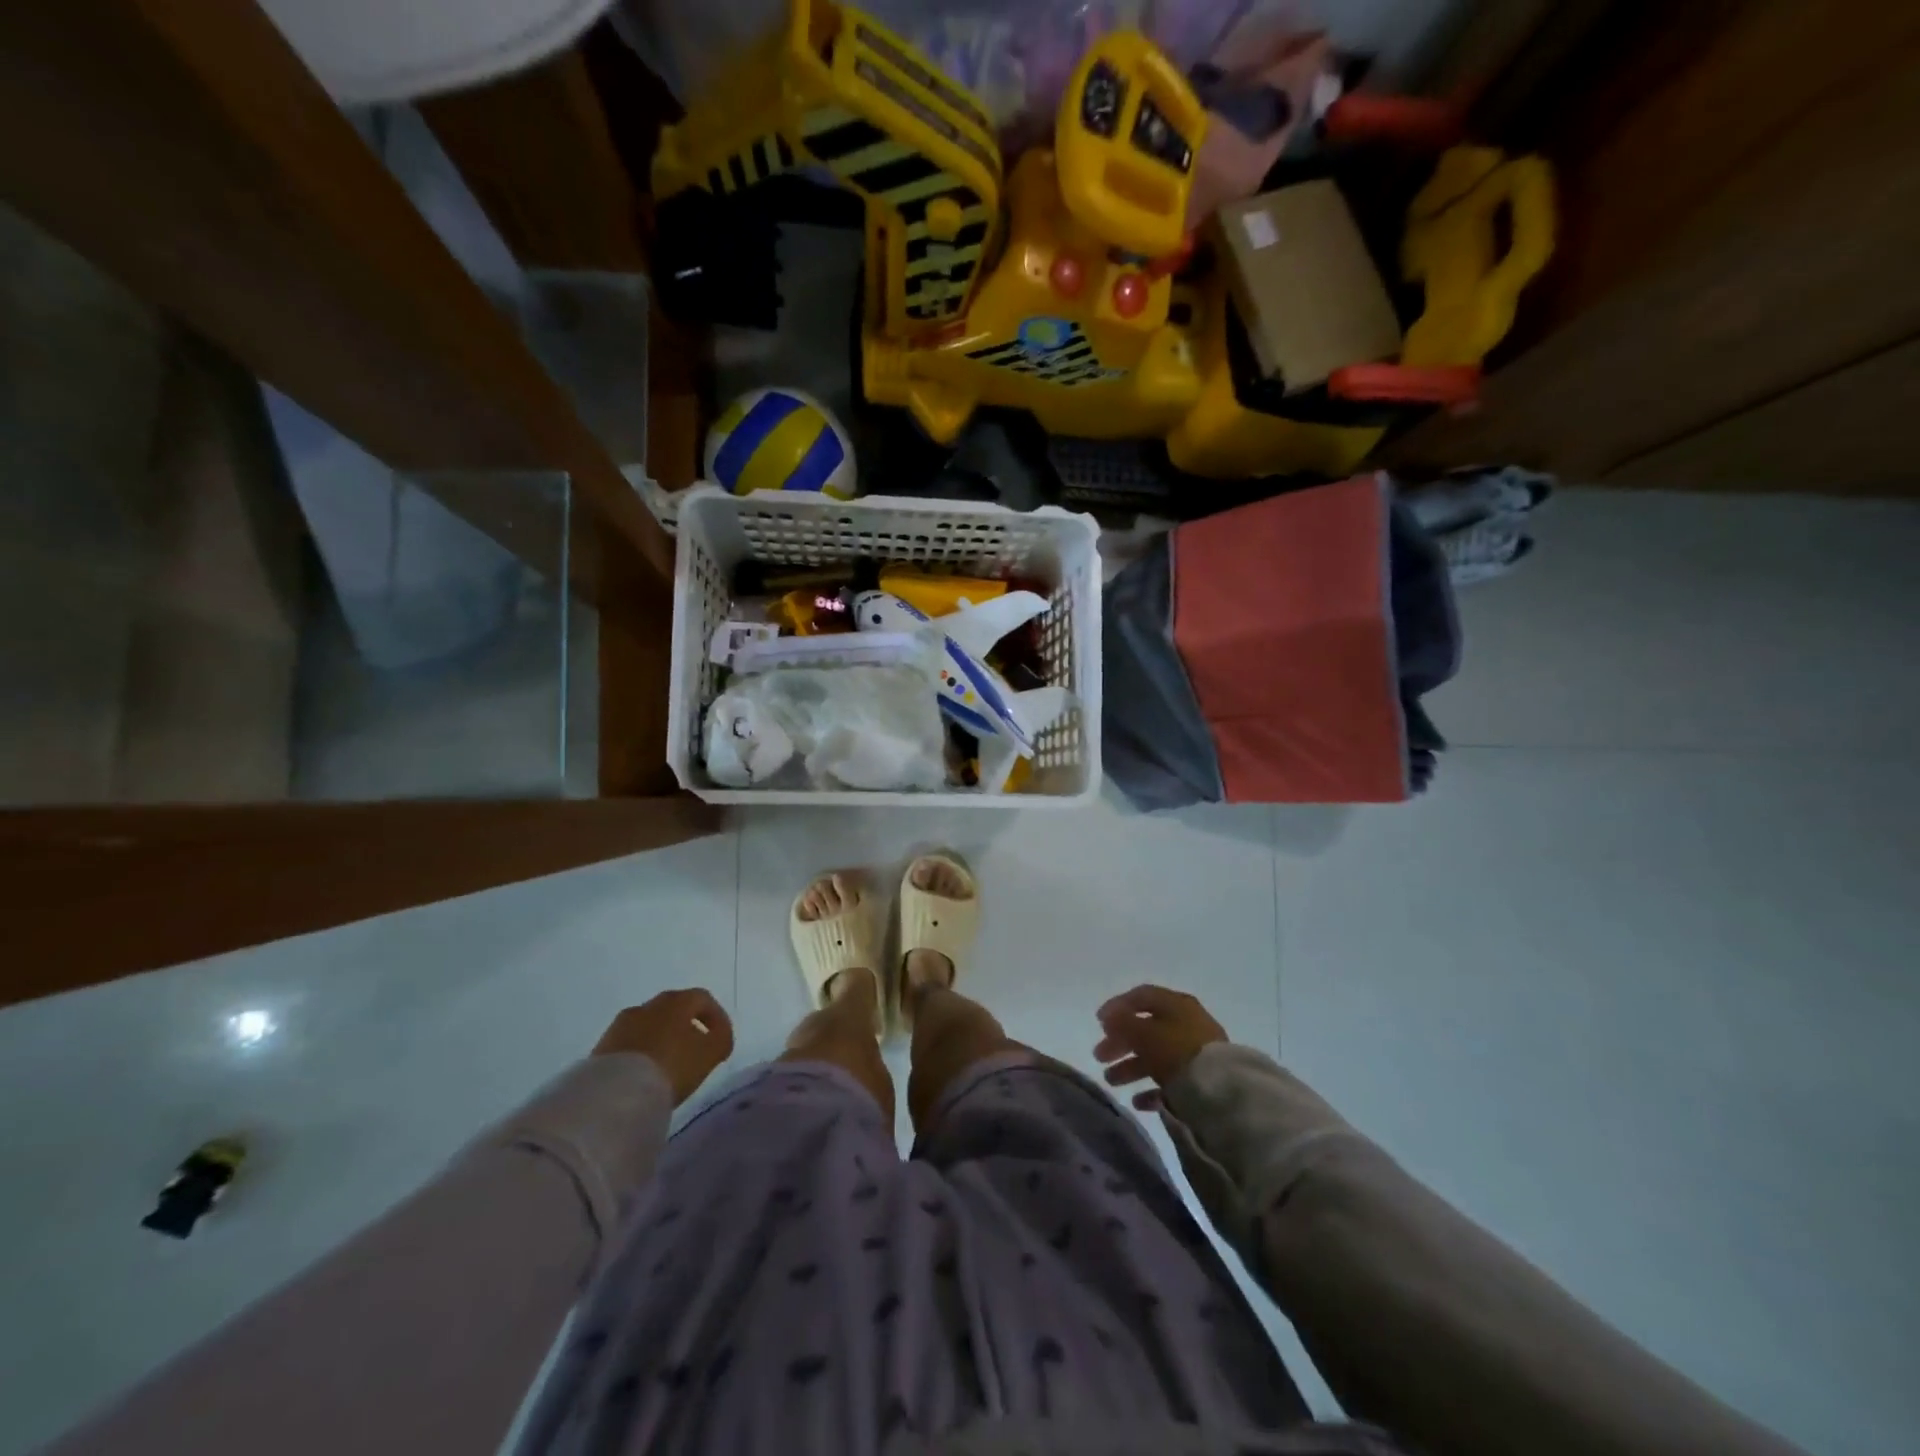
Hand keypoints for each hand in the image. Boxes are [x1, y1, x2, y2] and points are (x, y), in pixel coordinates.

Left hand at [594, 989, 733, 1104]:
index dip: (716, 1017)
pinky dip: (642, 1054)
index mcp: (676, 1000)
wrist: (616, 1094)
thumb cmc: (672, 1066)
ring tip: (668, 1067)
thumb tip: (718, 1035)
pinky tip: (646, 1075)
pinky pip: (630, 1045)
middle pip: (674, 1010)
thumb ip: (722, 1038)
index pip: (702, 999)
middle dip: (687, 1028)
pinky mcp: (602, 1047)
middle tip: (695, 1052)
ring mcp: (621, 1025)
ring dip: (662, 1041)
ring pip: (650, 1027)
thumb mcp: (711, 1053)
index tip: (721, 1039)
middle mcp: (648, 1005)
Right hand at [1094, 984, 1226, 1109]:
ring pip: (1155, 1056)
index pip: (1141, 996)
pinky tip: (1137, 1102)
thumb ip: (1123, 1023)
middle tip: (1099, 1056)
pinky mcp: (1200, 1079)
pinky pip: (1170, 1080)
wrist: (1221, 1091)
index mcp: (1175, 1004)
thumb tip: (1109, 1017)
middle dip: (1120, 1042)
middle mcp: (1186, 1023)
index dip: (1117, 1006)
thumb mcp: (1144, 1033)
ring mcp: (1194, 1052)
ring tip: (1111, 1081)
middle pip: (1146, 1028)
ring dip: (1130, 1067)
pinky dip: (1150, 1088)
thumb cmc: (1177, 1051)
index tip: (1098, 1023)